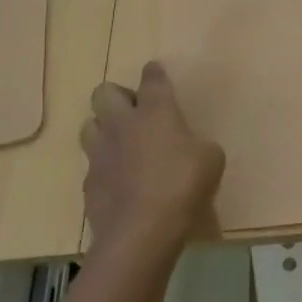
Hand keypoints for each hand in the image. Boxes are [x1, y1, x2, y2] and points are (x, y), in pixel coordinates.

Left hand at [79, 62, 225, 252]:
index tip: (155, 70)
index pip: (152, 80)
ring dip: (104, 128)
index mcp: (156, 112)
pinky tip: (121, 180)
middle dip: (117, 96)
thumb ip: (198, 144)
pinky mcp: (89, 182)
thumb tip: (190, 146)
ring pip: (89, 125)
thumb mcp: (211, 159)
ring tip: (122, 143)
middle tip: (135, 112)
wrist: (142, 230)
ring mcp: (100, 153)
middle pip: (103, 92)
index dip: (154, 73)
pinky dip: (105, 166)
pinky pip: (93, 164)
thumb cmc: (183, 185)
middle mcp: (122, 125)